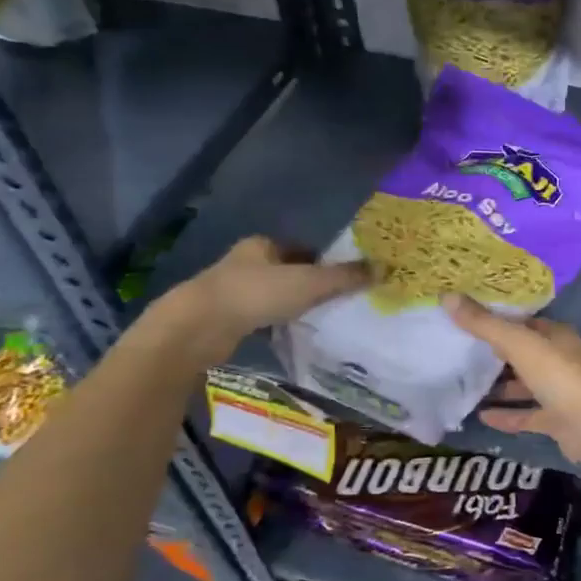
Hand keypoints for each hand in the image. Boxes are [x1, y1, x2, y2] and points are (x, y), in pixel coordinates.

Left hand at [162, 237, 367, 362]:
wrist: (198, 327)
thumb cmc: (255, 294)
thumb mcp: (309, 283)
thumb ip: (345, 277)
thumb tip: (383, 268)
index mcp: (262, 245)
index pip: (300, 249)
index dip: (322, 261)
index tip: (342, 278)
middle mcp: (244, 263)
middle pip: (285, 271)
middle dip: (307, 283)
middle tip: (335, 301)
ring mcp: (230, 291)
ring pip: (270, 295)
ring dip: (289, 305)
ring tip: (316, 320)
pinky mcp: (222, 319)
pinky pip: (257, 318)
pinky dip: (273, 324)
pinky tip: (288, 335)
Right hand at [442, 294, 580, 465]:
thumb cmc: (558, 375)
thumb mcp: (518, 343)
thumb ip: (483, 323)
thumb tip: (447, 295)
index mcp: (555, 335)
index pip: (524, 322)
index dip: (497, 319)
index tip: (465, 318)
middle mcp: (558, 359)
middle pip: (522, 353)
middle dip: (494, 353)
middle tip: (458, 350)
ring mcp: (558, 391)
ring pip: (523, 385)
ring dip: (499, 386)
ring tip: (464, 384)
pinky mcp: (555, 420)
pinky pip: (525, 414)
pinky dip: (505, 414)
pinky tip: (480, 416)